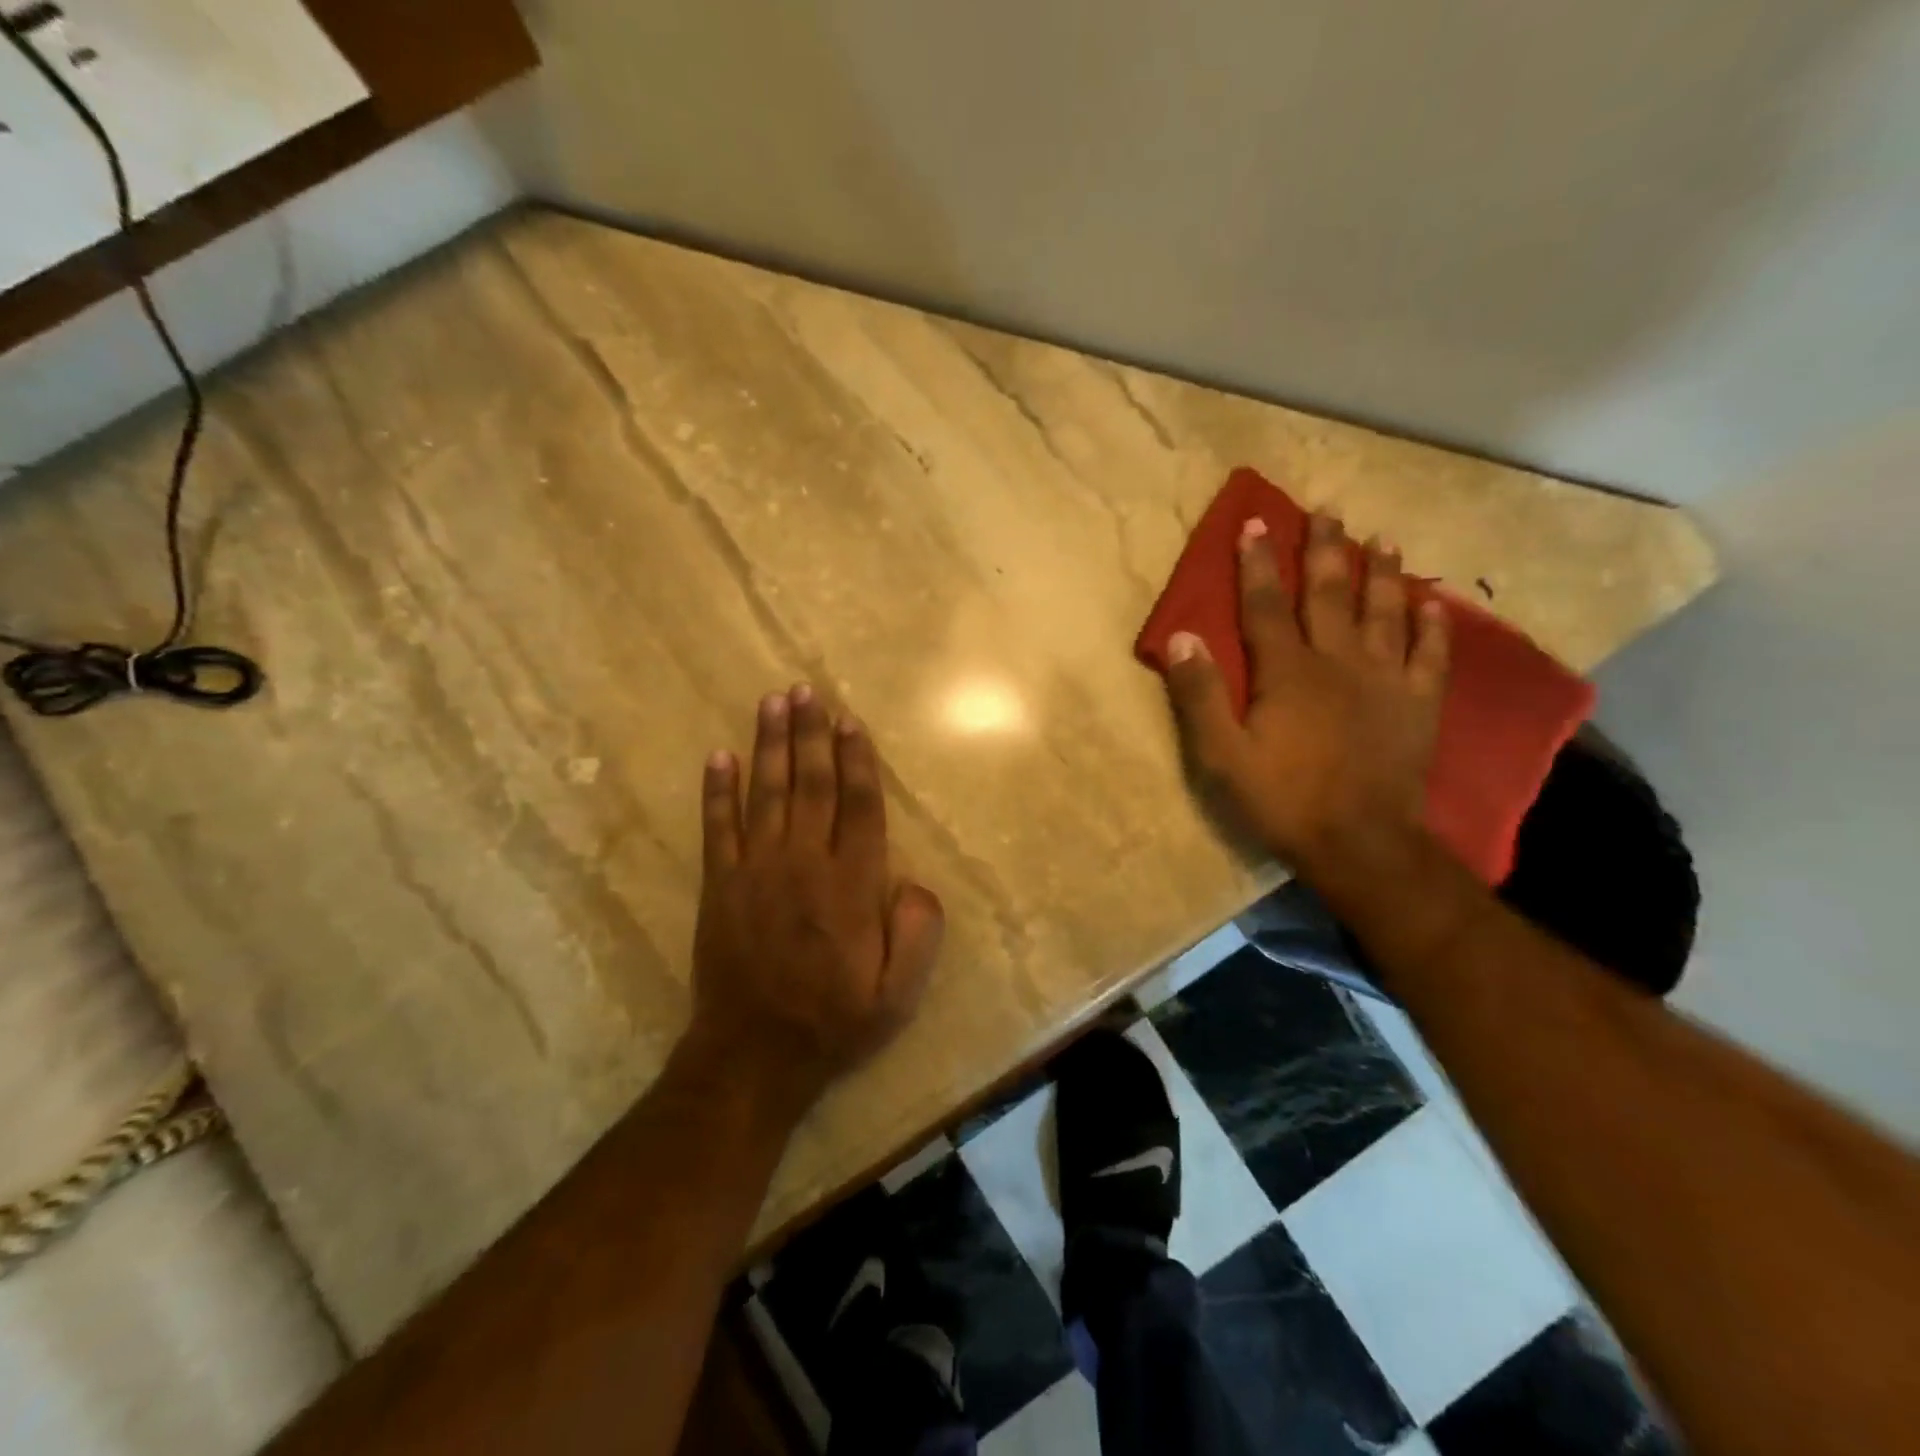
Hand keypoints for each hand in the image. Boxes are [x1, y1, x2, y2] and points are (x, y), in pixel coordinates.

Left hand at [687, 686, 944, 1116]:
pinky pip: (718, 827)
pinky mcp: (719, 885)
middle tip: (806, 690)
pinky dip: (717, 791)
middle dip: (811, 733)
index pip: (859, 804)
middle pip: (812, 783)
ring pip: (766, 793)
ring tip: (772, 702)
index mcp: (852, 884)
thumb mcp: (899, 994)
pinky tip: (719, 756)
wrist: (754, 1054)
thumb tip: (917, 882)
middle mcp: (805, 863)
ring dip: (770, 744)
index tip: (850, 721)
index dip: (857, 759)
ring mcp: (756, 870)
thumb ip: (919, 933)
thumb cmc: (834, 1021)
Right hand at [1163, 513, 1451, 868]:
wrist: (1359, 843)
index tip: (1255, 521)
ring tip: (1382, 539)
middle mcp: (1339, 661)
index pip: (1265, 605)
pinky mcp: (1418, 704)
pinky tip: (1434, 602)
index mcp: (1288, 672)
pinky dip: (1432, 625)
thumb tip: (1181, 637)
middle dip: (1324, 550)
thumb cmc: (1282, 799)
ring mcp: (1385, 680)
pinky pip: (1430, 654)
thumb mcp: (1221, 755)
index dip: (1257, 563)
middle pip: (1329, 594)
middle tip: (1327, 511)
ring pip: (1384, 612)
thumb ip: (1199, 695)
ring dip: (1380, 573)